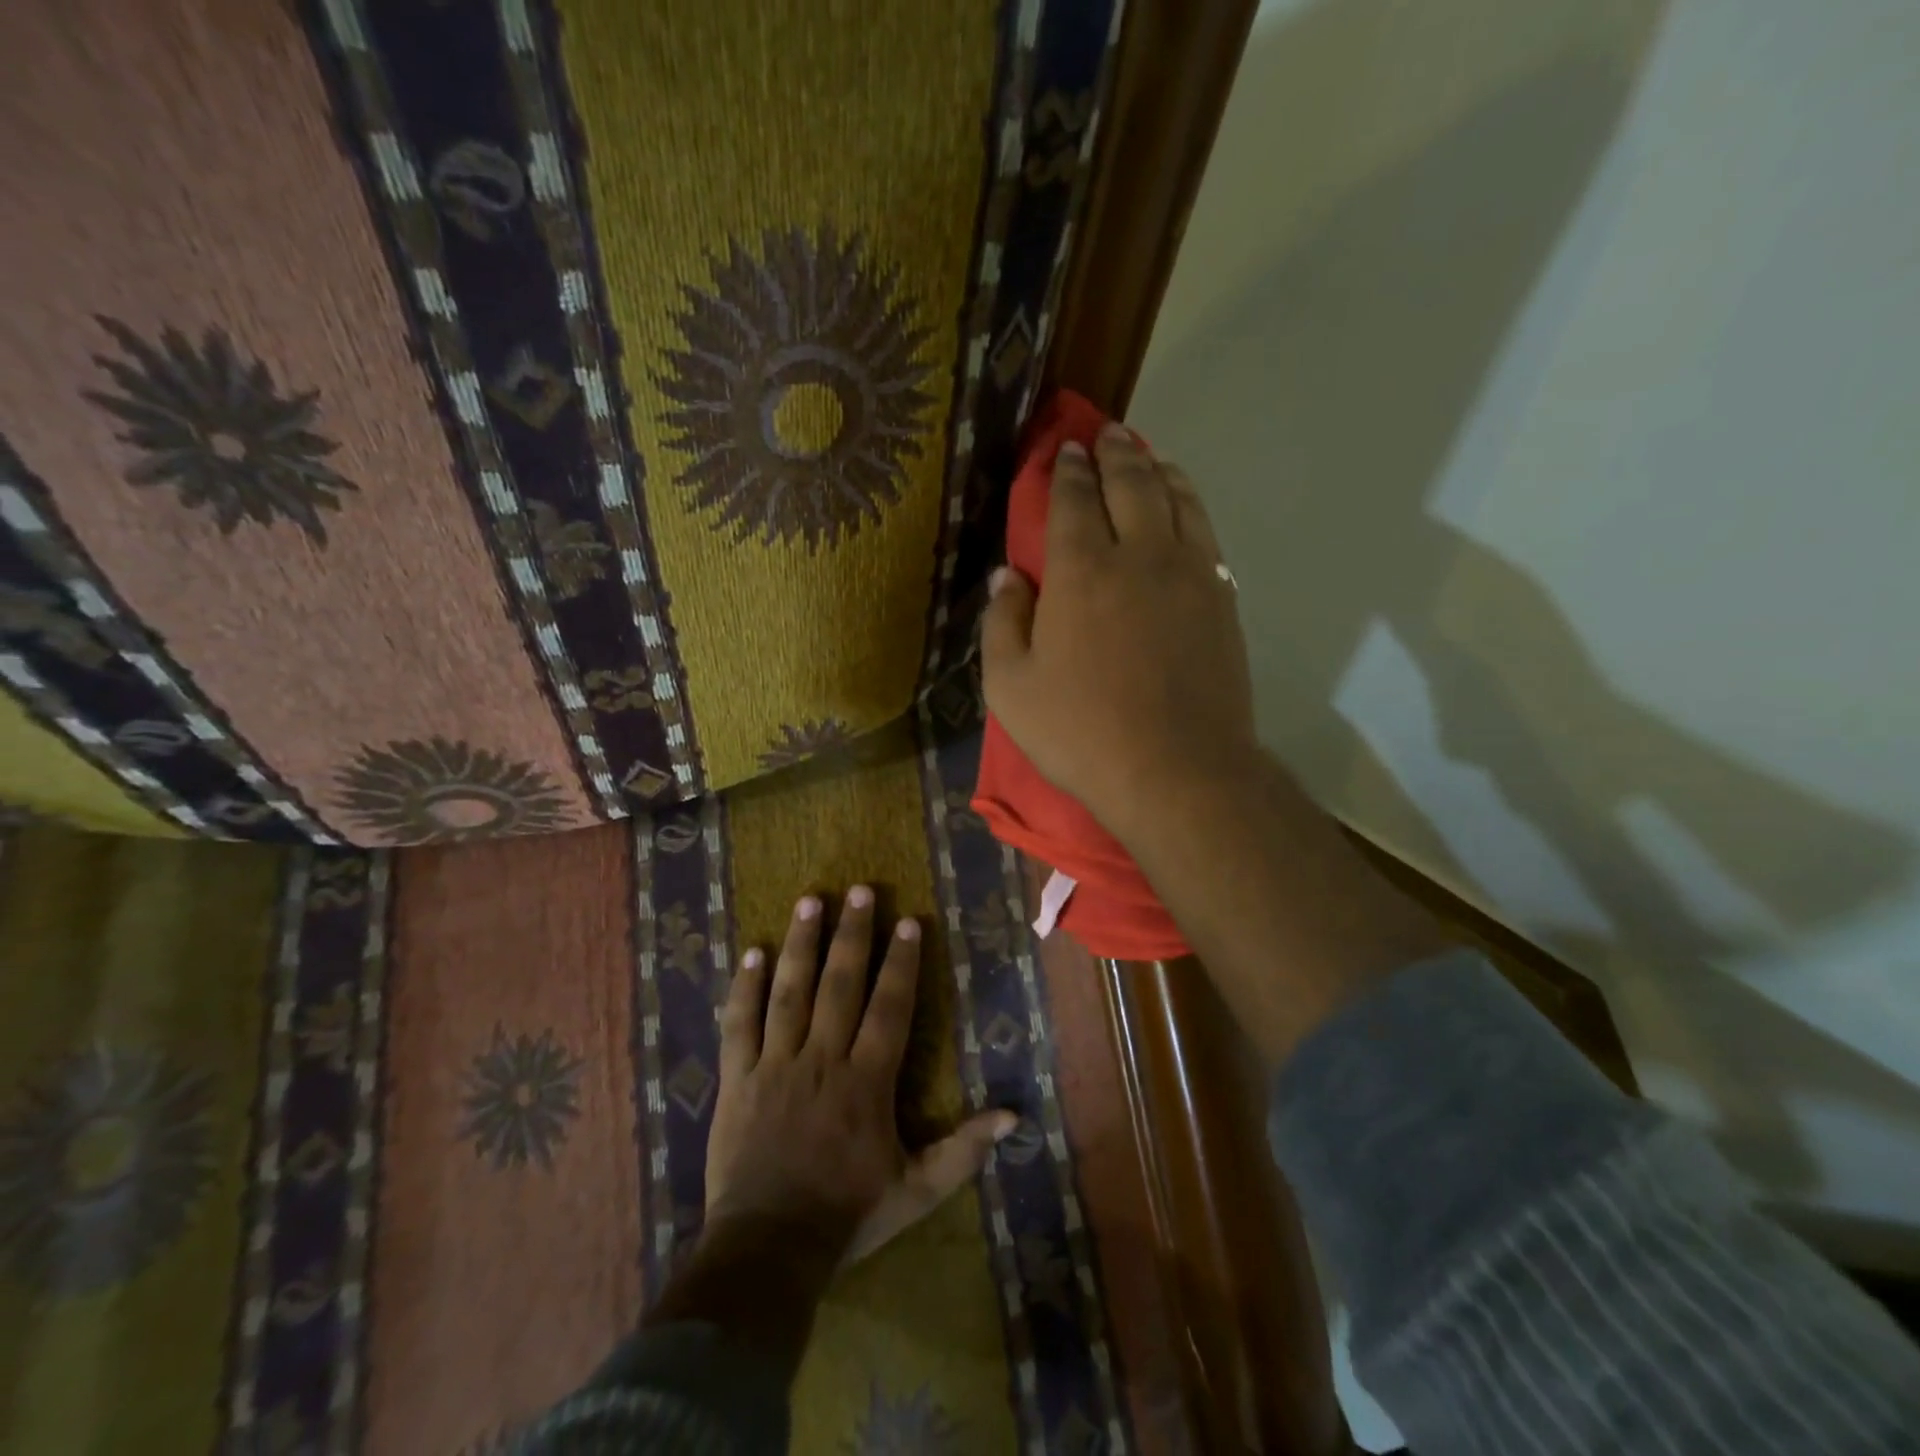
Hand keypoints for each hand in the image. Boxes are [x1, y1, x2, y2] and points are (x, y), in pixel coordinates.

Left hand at [704, 886, 1015, 1268]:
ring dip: (802, 944)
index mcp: (866, 1082)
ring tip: (812, 900)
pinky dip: (745, 987)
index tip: (908, 921)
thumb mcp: (918, 1190)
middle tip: (861, 890)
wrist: (768, 1250)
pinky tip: (753, 951)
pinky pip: (740, 1024)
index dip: (901, 963)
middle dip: (853, 934)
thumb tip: (1014, 1117)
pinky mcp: (738, 1078)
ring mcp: (776, 1065)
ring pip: (790, 992)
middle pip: (840, 984)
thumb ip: (964, 1150)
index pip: (888, 1008)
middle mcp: (822, 1059)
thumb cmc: (848, 1215)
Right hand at [981, 423, 1259, 838]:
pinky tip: (1183, 507)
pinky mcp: (1222, 599)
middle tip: (1106, 433)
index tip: (1063, 451)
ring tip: (1147, 455)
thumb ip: (1004, 623)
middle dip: (1115, 451)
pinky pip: (1207, 533)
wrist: (1177, 772)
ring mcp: (1190, 574)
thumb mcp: (1011, 688)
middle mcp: (1141, 555)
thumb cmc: (1081, 733)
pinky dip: (1191, 505)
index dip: (1066, 470)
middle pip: (1131, 483)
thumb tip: (1008, 576)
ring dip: (1159, 468)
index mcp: (1082, 571)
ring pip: (1178, 498)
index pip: (1074, 500)